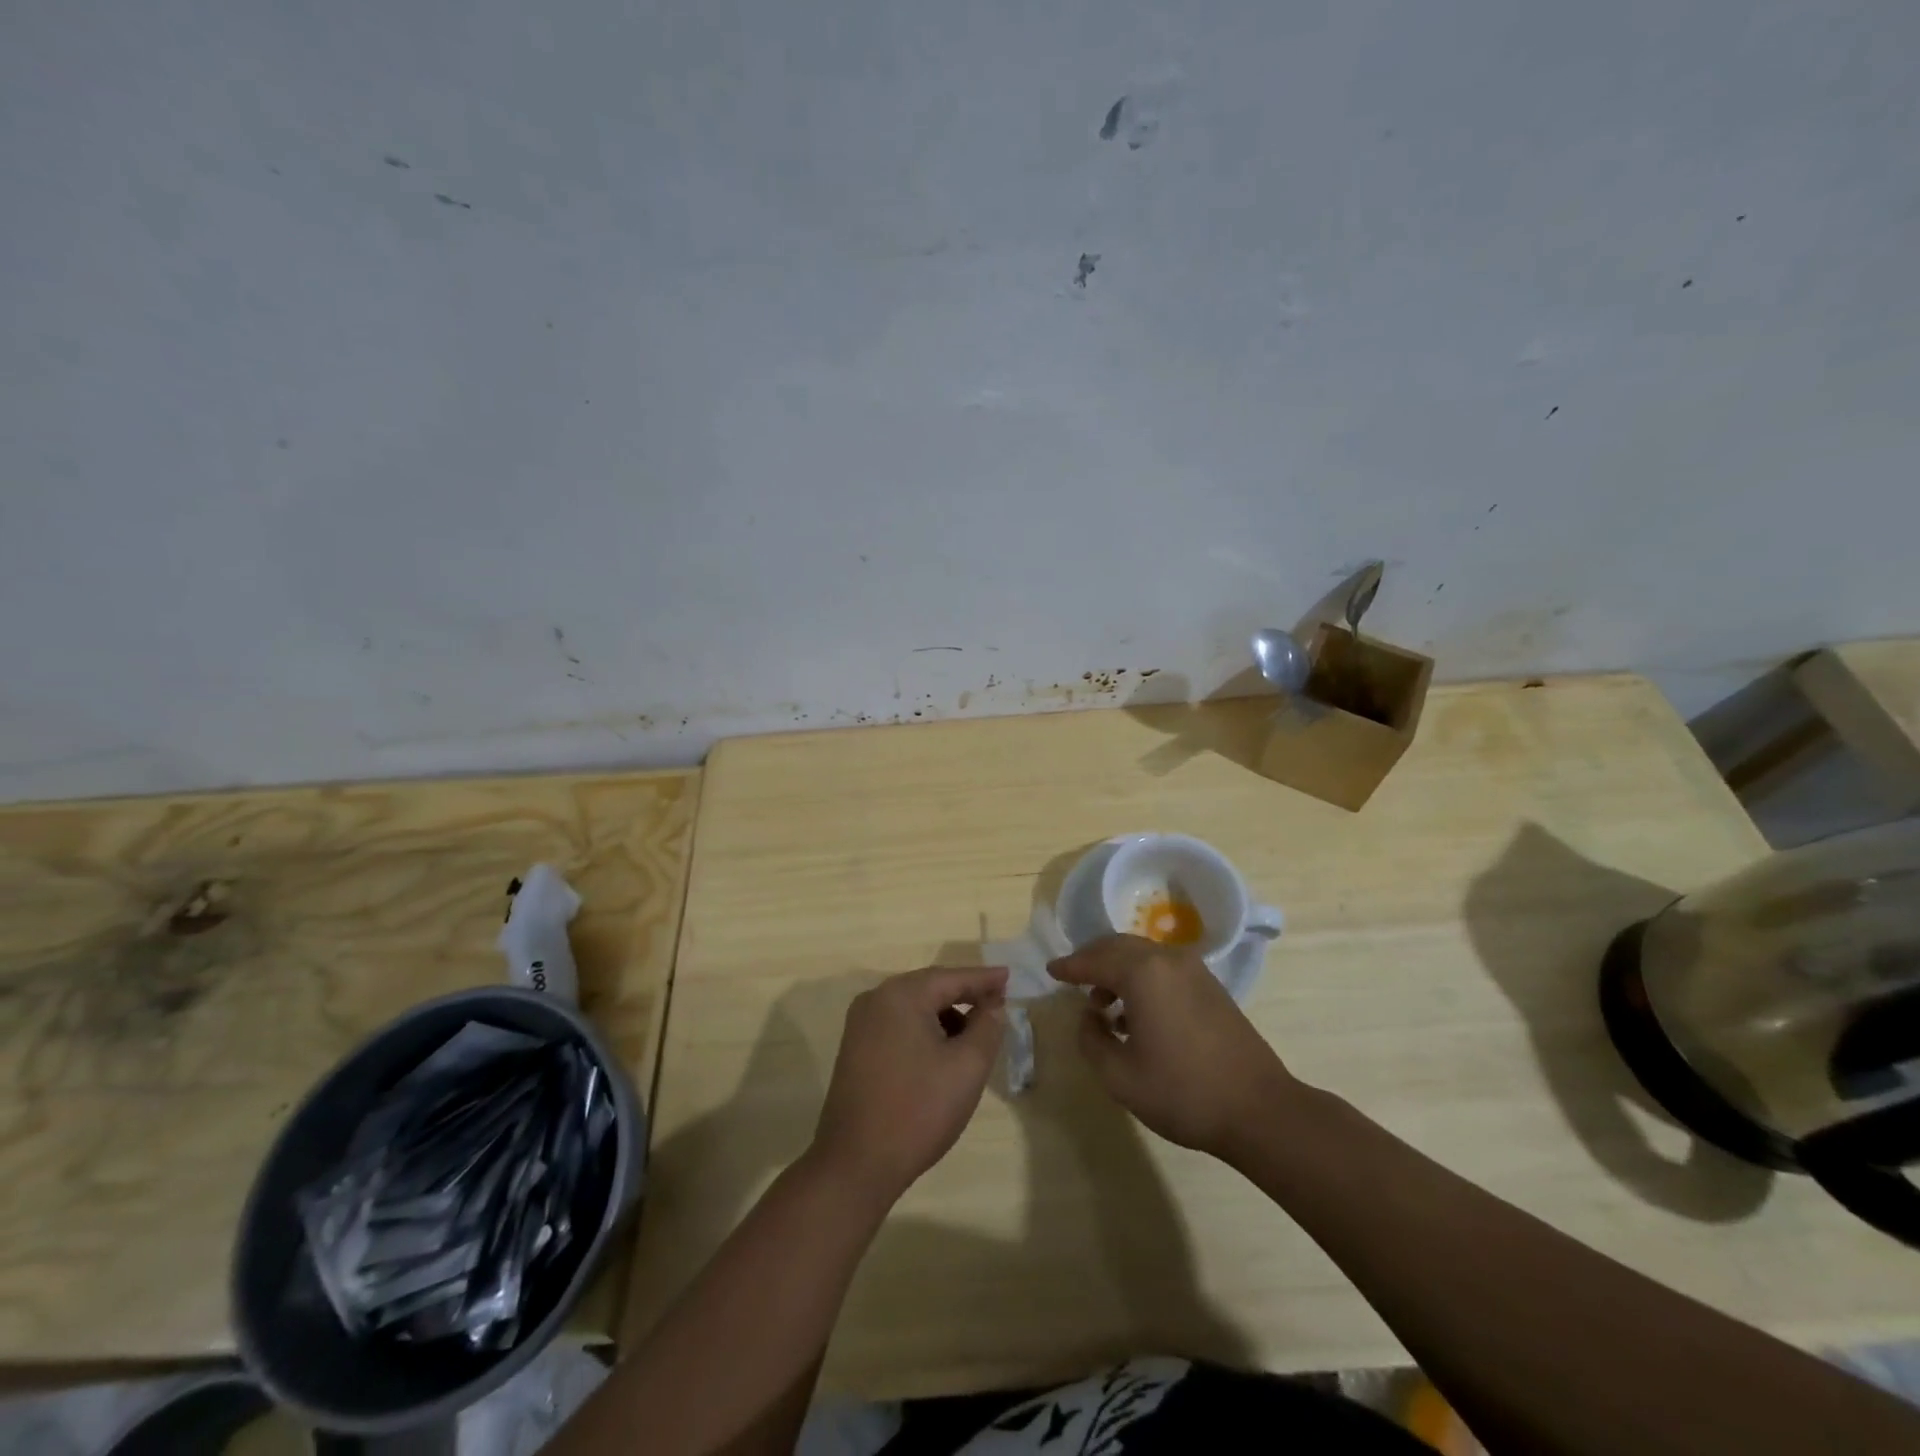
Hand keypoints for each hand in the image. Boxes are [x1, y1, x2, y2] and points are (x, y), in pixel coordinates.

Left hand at [810, 965, 1008, 1202]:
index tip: (1009, 977)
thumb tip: (992, 1006)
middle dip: (965, 995)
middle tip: (998, 1002)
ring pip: (914, 1008)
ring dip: (946, 1016)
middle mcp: (876, 1000)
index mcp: (901, 996)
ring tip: (975, 1034)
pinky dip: (925, 1030)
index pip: (951, 977)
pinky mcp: (855, 1049)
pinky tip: (943, 1053)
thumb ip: (986, 1028)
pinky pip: (899, 1025)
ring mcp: (861, 1025)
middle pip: (930, 988)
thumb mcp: (967, 1067)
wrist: (855, 1164)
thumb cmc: (918, 1110)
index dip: (984, 979)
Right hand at [1048, 934, 1298, 1158]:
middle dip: (1092, 959)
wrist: (1258, 1110)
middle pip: (1119, 947)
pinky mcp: (1211, 987)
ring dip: (1117, 969)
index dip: (1069, 966)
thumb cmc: (1182, 1092)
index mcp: (1143, 973)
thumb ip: (1092, 1039)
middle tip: (1072, 978)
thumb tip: (1089, 1016)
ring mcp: (1194, 971)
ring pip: (1143, 955)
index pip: (1095, 959)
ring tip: (1102, 1003)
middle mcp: (1168, 960)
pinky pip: (1163, 968)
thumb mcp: (1120, 1076)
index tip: (1050, 971)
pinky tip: (1136, 1012)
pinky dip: (1141, 978)